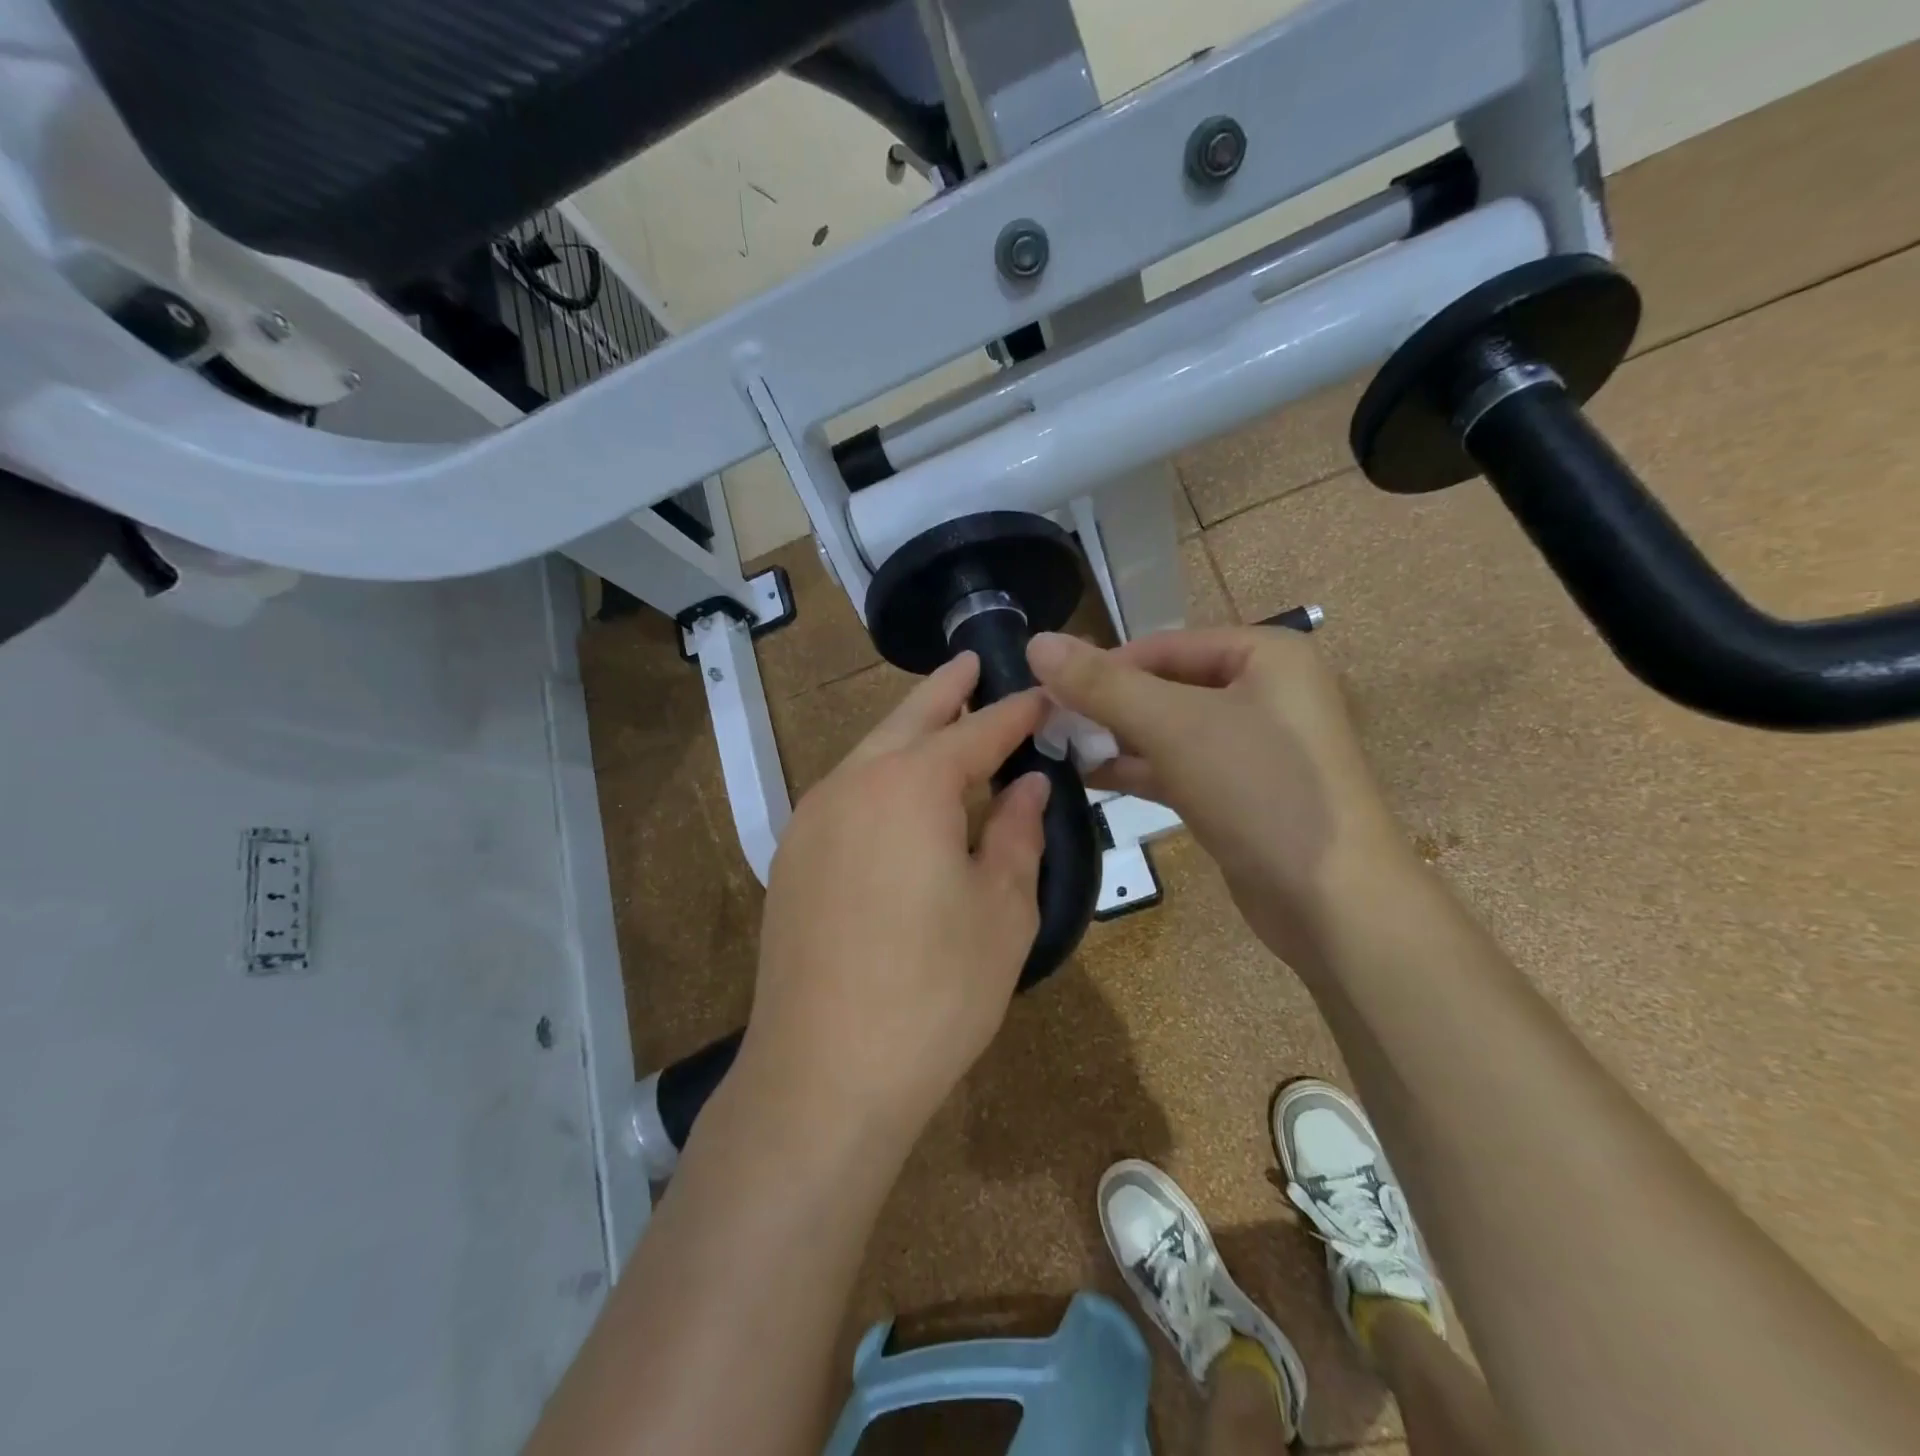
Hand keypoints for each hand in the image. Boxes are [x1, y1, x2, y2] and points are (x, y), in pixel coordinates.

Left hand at [743, 653, 1050, 1148]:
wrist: (823, 1075)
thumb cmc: (934, 992)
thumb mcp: (1003, 911)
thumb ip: (1018, 834)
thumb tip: (1028, 786)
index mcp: (912, 786)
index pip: (978, 731)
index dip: (1015, 713)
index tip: (1044, 697)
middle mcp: (854, 784)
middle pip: (908, 720)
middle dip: (946, 690)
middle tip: (973, 663)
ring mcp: (812, 819)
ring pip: (869, 753)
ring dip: (908, 733)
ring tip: (942, 721)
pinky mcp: (792, 858)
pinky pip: (846, 793)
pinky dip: (880, 776)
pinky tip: (901, 797)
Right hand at [1026, 627, 1411, 968]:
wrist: (1334, 902)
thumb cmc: (1260, 790)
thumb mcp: (1175, 726)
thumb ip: (1103, 684)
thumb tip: (1038, 642)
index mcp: (1265, 655)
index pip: (1163, 646)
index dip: (1102, 665)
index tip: (1045, 691)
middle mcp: (1264, 692)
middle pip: (1165, 685)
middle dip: (1106, 705)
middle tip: (1046, 723)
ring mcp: (1254, 746)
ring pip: (1169, 729)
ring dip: (1116, 737)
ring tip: (1056, 748)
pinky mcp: (1241, 793)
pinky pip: (1179, 766)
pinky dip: (1138, 768)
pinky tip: (1088, 775)